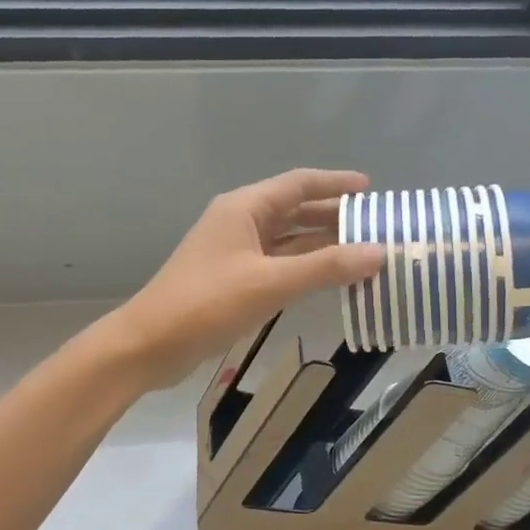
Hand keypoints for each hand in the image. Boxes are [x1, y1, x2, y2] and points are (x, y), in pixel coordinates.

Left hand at [104, 169, 385, 391]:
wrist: (149, 345)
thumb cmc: (207, 304)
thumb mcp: (270, 283)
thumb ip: (326, 267)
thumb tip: (380, 252)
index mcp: (245, 208)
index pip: (299, 184)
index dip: (336, 184)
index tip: (372, 190)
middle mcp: (241, 222)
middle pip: (296, 211)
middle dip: (335, 217)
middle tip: (377, 227)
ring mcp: (236, 252)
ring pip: (289, 240)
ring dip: (323, 245)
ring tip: (365, 253)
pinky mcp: (235, 280)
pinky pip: (280, 264)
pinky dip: (306, 269)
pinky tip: (331, 279)